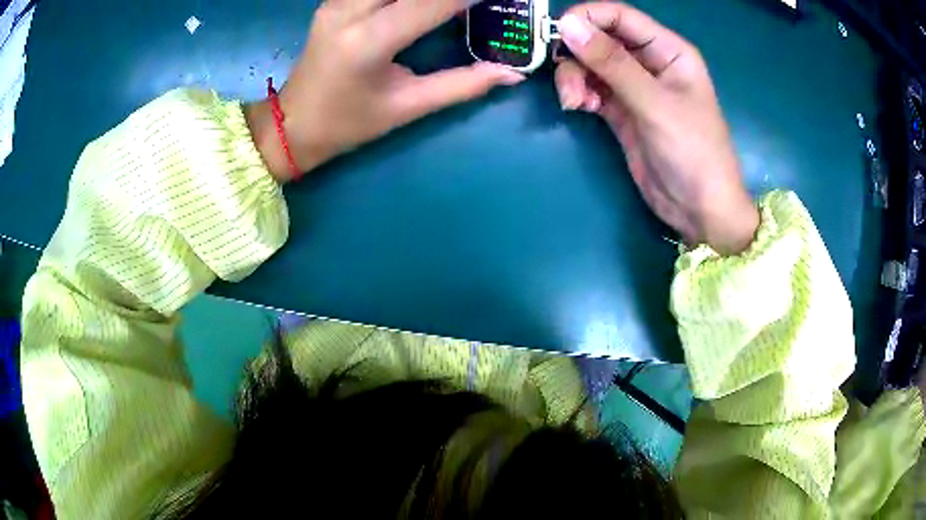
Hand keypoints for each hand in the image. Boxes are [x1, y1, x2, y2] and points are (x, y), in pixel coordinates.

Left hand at [247, 0, 524, 182]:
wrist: (292, 124)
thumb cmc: (348, 124)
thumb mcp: (407, 107)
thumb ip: (463, 85)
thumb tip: (512, 74)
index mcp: (368, 43)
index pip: (431, 2)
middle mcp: (349, 11)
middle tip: (476, 1)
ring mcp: (337, 1)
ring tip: (453, 3)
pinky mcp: (334, 0)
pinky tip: (421, 3)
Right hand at [555, 3, 757, 254]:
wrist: (699, 210)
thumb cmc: (693, 153)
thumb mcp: (655, 104)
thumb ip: (613, 64)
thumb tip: (568, 25)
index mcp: (668, 51)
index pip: (620, 17)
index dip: (588, 18)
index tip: (558, 33)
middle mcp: (650, 63)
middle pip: (600, 39)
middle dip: (578, 55)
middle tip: (568, 83)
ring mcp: (634, 88)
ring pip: (591, 65)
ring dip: (574, 78)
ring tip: (573, 103)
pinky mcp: (622, 111)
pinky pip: (592, 89)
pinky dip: (580, 94)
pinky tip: (580, 109)